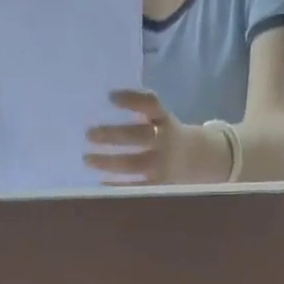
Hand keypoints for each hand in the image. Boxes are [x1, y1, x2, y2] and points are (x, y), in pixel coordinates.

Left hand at [85, 90, 231, 185]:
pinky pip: (137, 186)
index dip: (131, 99)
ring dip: (109, 162)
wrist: (196, 160)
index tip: (110, 97)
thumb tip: (106, 105)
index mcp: (165, 118)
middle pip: (136, 136)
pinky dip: (119, 185)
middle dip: (111, 135)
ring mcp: (162, 165)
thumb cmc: (169, 135)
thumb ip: (141, 111)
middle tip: (88, 134)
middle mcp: (164, 140)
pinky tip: (102, 183)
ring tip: (88, 159)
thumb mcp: (161, 118)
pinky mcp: (159, 186)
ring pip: (133, 163)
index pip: (149, 103)